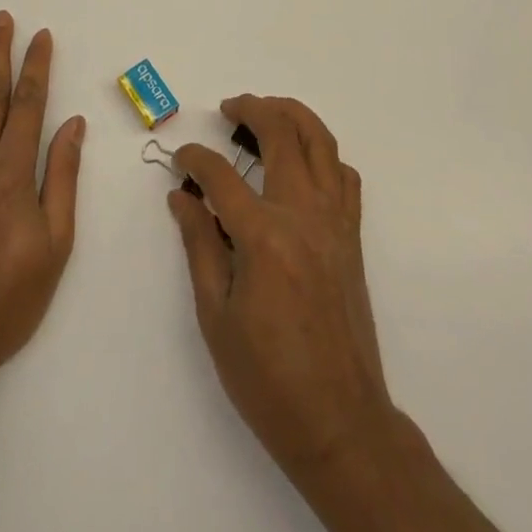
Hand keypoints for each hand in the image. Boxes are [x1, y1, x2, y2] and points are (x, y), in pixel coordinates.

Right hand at [169, 95, 391, 481]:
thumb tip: (181, 196)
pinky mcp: (352, 235)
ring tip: (265, 113)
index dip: (194, 159)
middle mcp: (303, 214)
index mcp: (263, 236)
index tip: (180, 160)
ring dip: (292, 116)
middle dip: (251, 110)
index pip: (220, 175)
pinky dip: (323, 154)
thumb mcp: (216, 315)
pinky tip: (301, 163)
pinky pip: (343, 175)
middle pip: (281, 133)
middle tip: (229, 109)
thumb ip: (198, 244)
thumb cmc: (268, 378)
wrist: (341, 422)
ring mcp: (335, 221)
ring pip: (320, 141)